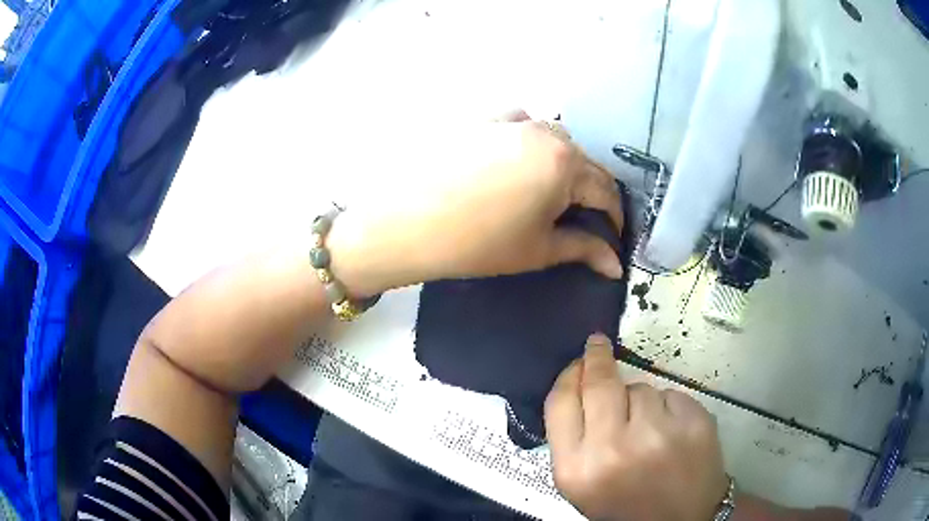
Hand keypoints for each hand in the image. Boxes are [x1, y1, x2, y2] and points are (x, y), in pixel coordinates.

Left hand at [326, 112, 623, 295]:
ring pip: (552, 140)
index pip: (606, 190)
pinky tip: (513, 161)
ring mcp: (510, 119)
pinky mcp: (481, 118)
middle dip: (588, 192)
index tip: (612, 238)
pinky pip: (518, 124)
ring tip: (545, 193)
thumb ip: (584, 249)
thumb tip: (617, 264)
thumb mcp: (538, 249)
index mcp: (565, 163)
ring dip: (559, 165)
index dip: (614, 218)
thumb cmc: (477, 244)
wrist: (403, 223)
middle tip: (579, 220)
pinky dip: (527, 142)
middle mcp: (544, 131)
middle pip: (581, 162)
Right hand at [544, 334, 727, 520]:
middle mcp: (614, 450)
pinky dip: (669, 408)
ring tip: (649, 433)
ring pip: (641, 388)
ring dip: (640, 401)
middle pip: (600, 383)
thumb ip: (573, 437)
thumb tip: (579, 381)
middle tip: (599, 346)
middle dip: (598, 359)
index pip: (561, 402)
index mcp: (576, 469)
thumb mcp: (582, 482)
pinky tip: (673, 434)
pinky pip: (671, 394)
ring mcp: (659, 435)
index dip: (569, 375)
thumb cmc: (624, 504)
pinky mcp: (694, 423)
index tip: (578, 360)